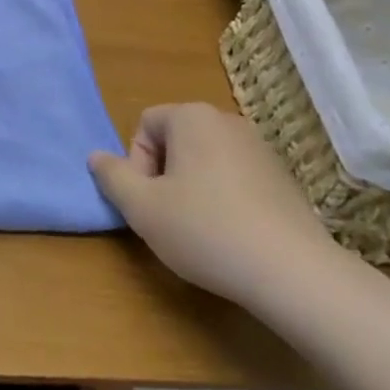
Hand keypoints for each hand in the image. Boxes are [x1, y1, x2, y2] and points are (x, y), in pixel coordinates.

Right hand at [89, 103, 341, 306]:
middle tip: (167, 217)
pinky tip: (231, 236)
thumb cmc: (205, 230)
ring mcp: (260, 147)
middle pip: (176, 140)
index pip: (145, 124)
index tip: (147, 201)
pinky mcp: (283, 177)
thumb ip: (112, 177)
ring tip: (198, 230)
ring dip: (192, 187)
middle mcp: (227, 120)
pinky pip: (236, 177)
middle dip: (163, 175)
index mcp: (192, 117)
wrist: (293, 271)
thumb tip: (96, 157)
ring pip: (205, 160)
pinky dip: (224, 198)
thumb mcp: (142, 208)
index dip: (136, 163)